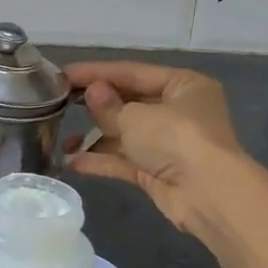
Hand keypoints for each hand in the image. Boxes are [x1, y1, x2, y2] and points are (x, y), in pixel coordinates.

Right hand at [64, 61, 248, 232]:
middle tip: (59, 103)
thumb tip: (92, 93)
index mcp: (182, 85)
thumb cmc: (176, 139)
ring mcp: (169, 143)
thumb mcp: (136, 117)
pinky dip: (101, 160)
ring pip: (125, 134)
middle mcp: (178, 111)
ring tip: (62, 139)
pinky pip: (125, 160)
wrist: (208, 195)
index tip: (62, 74)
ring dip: (95, 137)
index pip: (132, 72)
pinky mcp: (159, 172)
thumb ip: (108, 106)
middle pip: (129, 102)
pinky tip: (72, 162)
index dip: (96, 72)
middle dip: (95, 106)